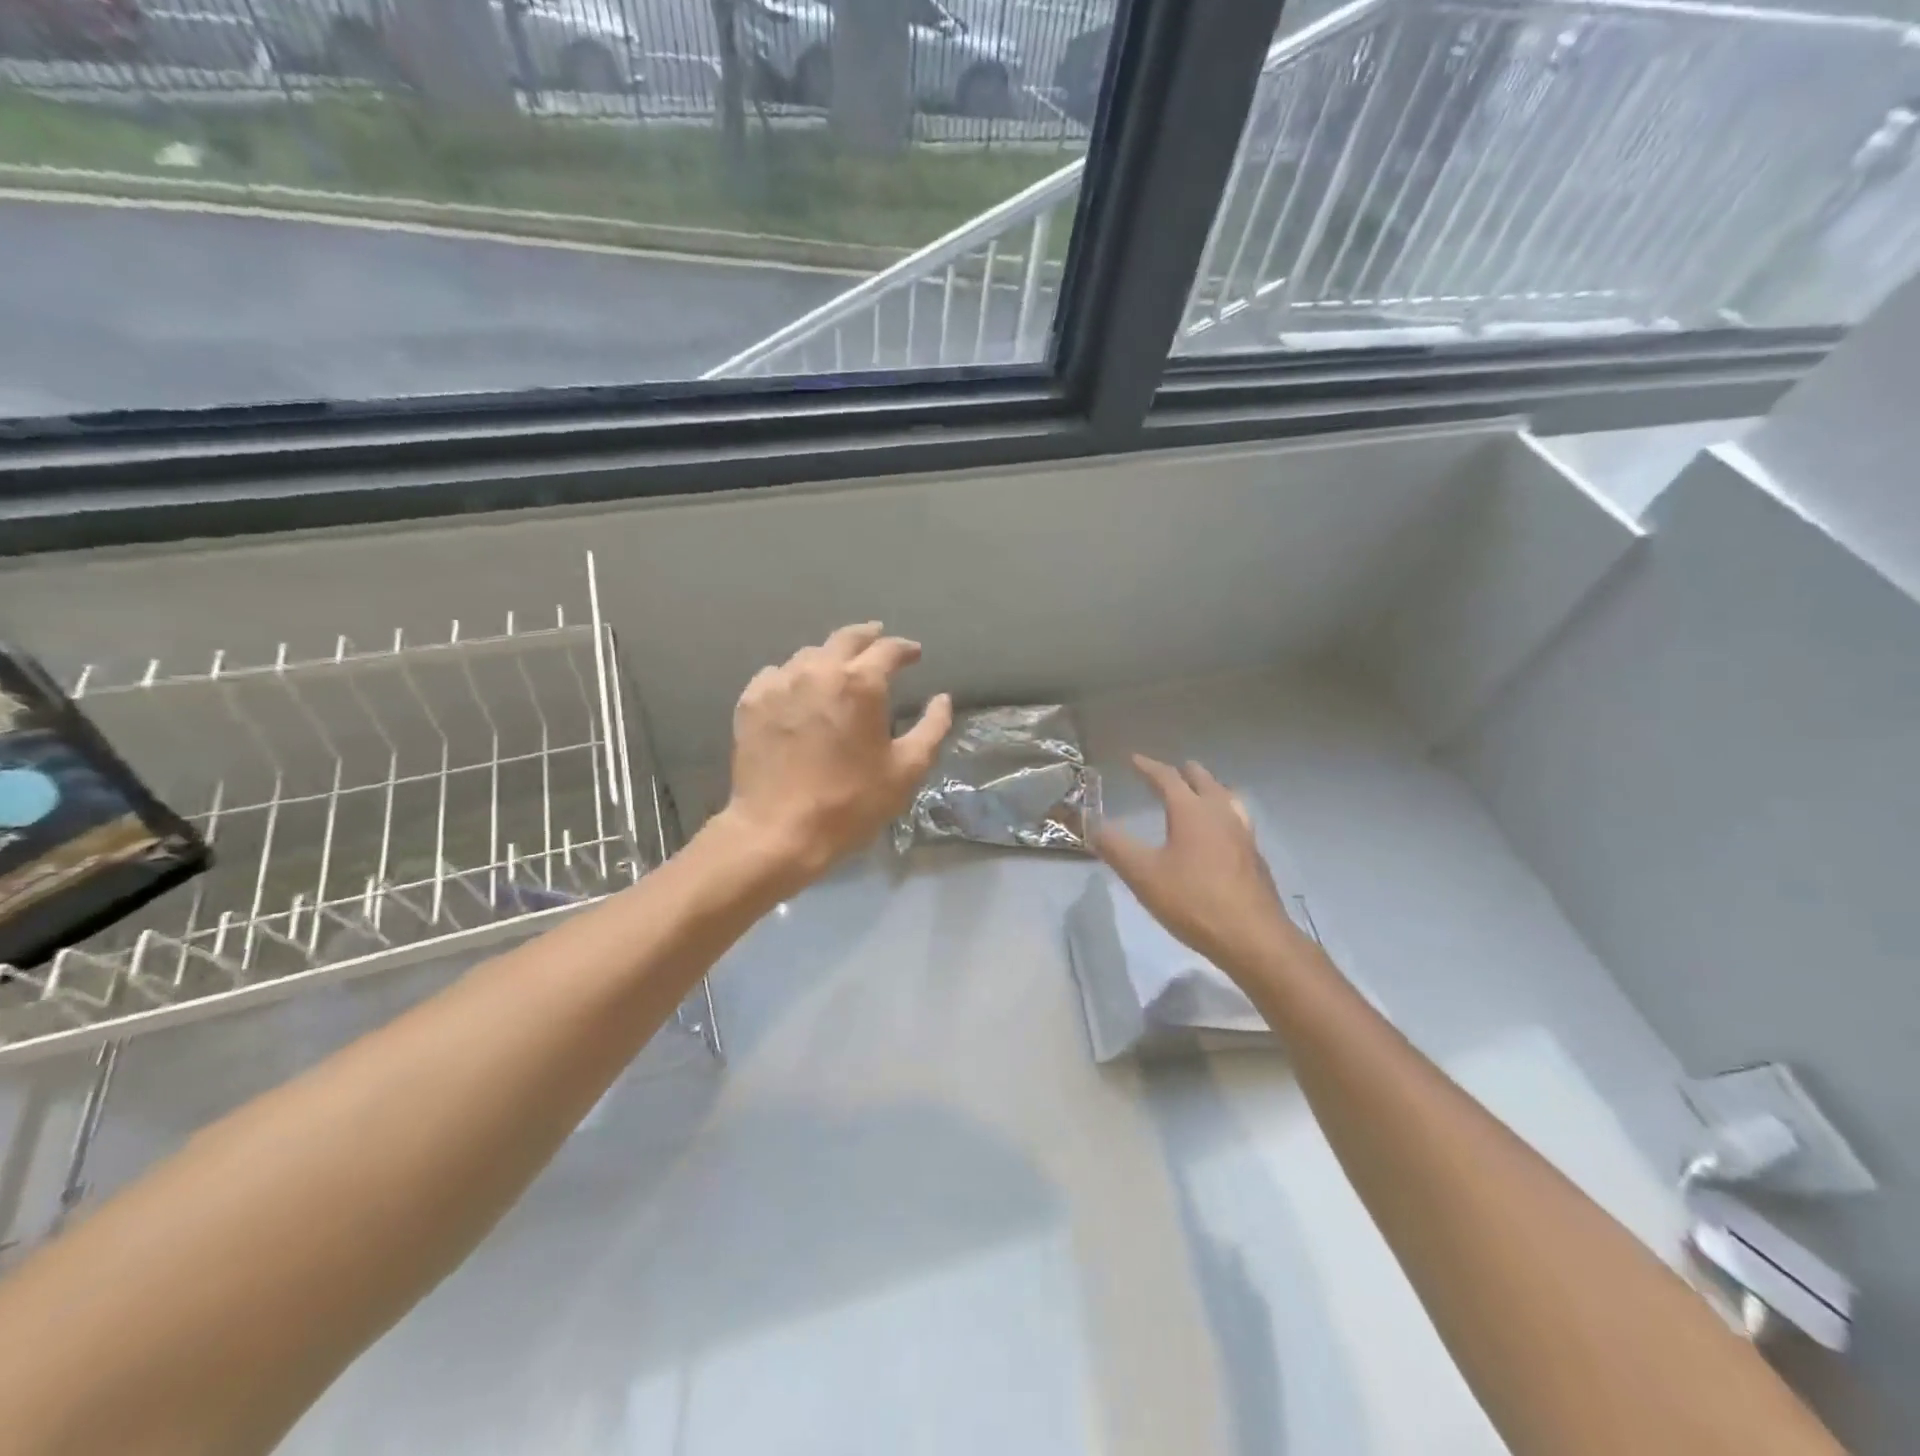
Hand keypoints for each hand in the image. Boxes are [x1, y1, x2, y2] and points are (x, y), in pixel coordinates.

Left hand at [719, 622, 952, 890]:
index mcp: (861, 683)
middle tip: (878, 639)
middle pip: (846, 638)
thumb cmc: (851, 802)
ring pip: (809, 654)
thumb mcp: (907, 770)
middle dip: (868, 636)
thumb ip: (931, 729)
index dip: (905, 649)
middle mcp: (818, 670)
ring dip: (830, 657)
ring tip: (839, 669)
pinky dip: (794, 676)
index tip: (914, 654)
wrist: (778, 830)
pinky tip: (798, 690)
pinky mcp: (751, 702)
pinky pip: (776, 674)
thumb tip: (942, 700)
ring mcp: (779, 683)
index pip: (888, 649)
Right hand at [1093, 755, 1296, 973]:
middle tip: (1171, 771)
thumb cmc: (1193, 901)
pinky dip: (1223, 812)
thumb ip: (1115, 846)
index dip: (1148, 767)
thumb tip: (1090, 823)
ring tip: (1201, 793)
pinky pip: (1237, 819)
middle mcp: (1220, 813)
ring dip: (1209, 789)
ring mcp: (1243, 834)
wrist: (1252, 937)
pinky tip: (1222, 832)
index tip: (1134, 759)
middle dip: (1185, 773)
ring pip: (1226, 798)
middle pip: (1203, 781)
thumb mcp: (1143, 875)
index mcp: (1191, 811)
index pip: (1167, 778)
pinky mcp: (1255, 856)